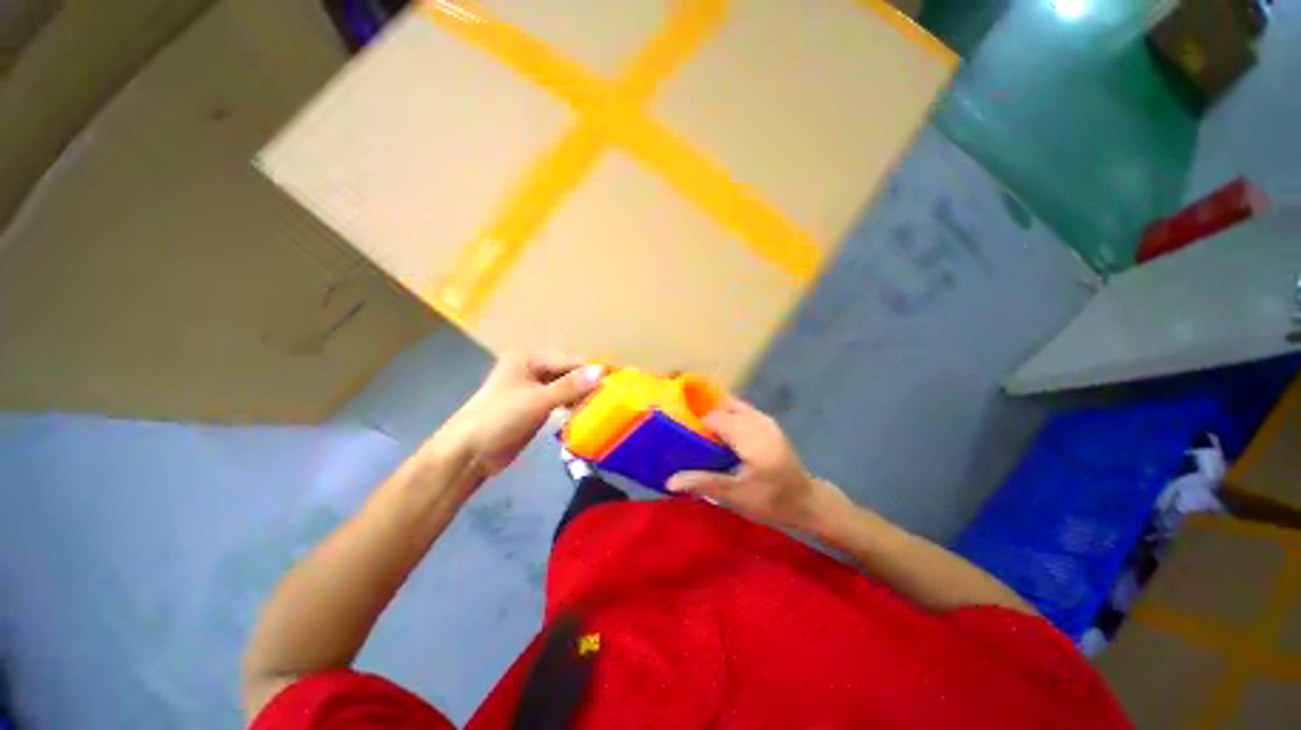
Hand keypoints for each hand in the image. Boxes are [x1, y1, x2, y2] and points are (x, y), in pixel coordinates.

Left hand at [435, 352, 601, 477]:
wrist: (469, 453)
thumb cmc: (499, 418)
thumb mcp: (537, 400)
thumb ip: (570, 386)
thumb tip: (602, 371)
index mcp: (529, 358)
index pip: (570, 360)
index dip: (593, 370)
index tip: (617, 380)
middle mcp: (532, 369)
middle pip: (569, 373)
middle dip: (589, 383)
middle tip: (614, 395)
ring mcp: (533, 388)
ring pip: (566, 388)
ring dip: (582, 396)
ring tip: (605, 405)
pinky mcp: (535, 407)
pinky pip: (561, 402)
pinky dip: (573, 406)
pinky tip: (587, 413)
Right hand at [666, 397, 849, 532]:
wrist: (806, 502)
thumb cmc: (771, 501)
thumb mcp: (735, 496)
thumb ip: (703, 483)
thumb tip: (669, 481)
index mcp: (750, 437)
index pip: (714, 418)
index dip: (696, 425)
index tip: (683, 439)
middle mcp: (758, 421)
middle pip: (722, 407)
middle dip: (705, 418)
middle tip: (691, 437)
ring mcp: (765, 420)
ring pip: (732, 406)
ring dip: (717, 416)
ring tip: (704, 436)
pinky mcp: (768, 423)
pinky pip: (742, 411)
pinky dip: (728, 417)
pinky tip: (723, 435)